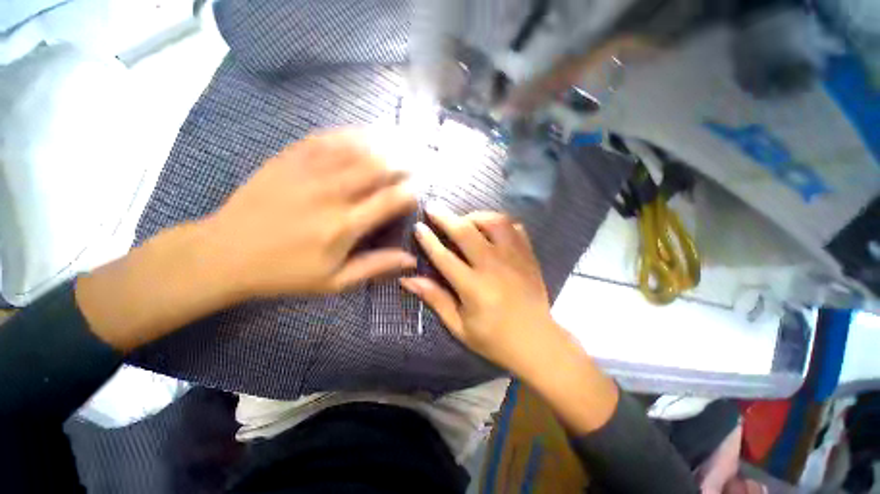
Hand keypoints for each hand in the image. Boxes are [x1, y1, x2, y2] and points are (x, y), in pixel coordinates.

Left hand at [77, 128, 416, 351]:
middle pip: (378, 167)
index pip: (390, 200)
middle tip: (415, 163)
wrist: (225, 253)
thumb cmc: (285, 272)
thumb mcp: (335, 281)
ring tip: (400, 143)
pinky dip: (351, 134)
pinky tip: (364, 134)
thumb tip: (411, 260)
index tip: (418, 191)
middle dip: (403, 163)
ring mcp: (309, 171)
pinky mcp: (289, 158)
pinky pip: (327, 138)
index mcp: (344, 226)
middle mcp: (332, 193)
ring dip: (383, 144)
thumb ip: (375, 266)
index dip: (410, 192)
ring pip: (357, 148)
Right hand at [400, 207, 559, 374]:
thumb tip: (409, 280)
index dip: (428, 240)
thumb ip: (436, 299)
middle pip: (466, 232)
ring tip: (464, 219)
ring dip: (475, 216)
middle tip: (433, 208)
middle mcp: (494, 267)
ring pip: (494, 223)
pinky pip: (515, 228)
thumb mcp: (459, 326)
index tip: (418, 227)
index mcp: (474, 288)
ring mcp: (515, 259)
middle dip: (446, 217)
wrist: (538, 343)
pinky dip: (500, 223)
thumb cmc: (494, 339)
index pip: (444, 257)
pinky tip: (490, 228)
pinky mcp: (529, 257)